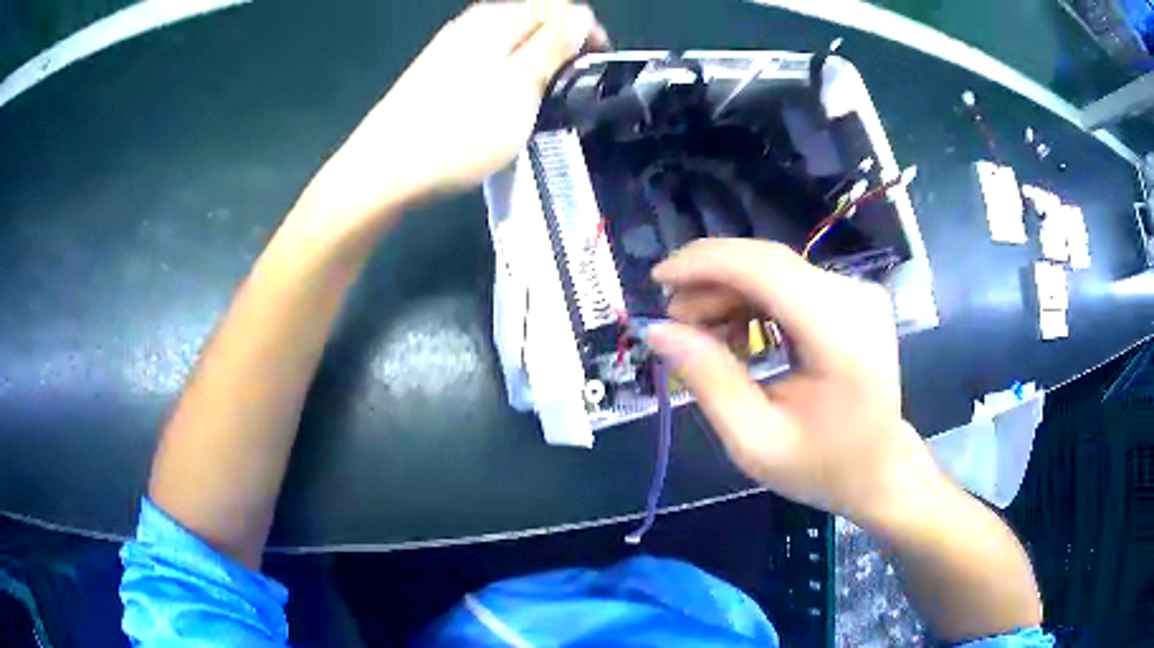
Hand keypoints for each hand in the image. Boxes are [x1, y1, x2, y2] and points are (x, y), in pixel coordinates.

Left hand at [295, 2, 605, 231]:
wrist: (383, 171)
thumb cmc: (458, 132)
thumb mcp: (519, 88)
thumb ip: (552, 46)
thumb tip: (581, 15)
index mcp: (496, 19)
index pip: (559, 5)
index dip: (587, 32)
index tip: (597, 70)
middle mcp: (472, 23)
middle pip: (533, 19)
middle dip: (562, 46)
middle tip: (573, 87)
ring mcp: (450, 47)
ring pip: (511, 40)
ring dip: (536, 62)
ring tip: (544, 98)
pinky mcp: (437, 72)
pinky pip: (488, 58)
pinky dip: (509, 73)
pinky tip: (506, 102)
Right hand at [645, 240, 938, 524]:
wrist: (879, 469)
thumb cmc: (821, 467)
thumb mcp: (754, 441)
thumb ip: (708, 380)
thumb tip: (657, 330)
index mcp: (841, 337)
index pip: (767, 269)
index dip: (705, 263)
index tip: (658, 279)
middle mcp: (855, 299)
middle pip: (768, 262)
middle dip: (710, 280)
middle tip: (673, 320)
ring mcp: (858, 293)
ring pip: (775, 268)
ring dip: (728, 291)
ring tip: (699, 331)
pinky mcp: (852, 297)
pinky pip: (790, 282)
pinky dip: (753, 299)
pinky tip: (735, 331)